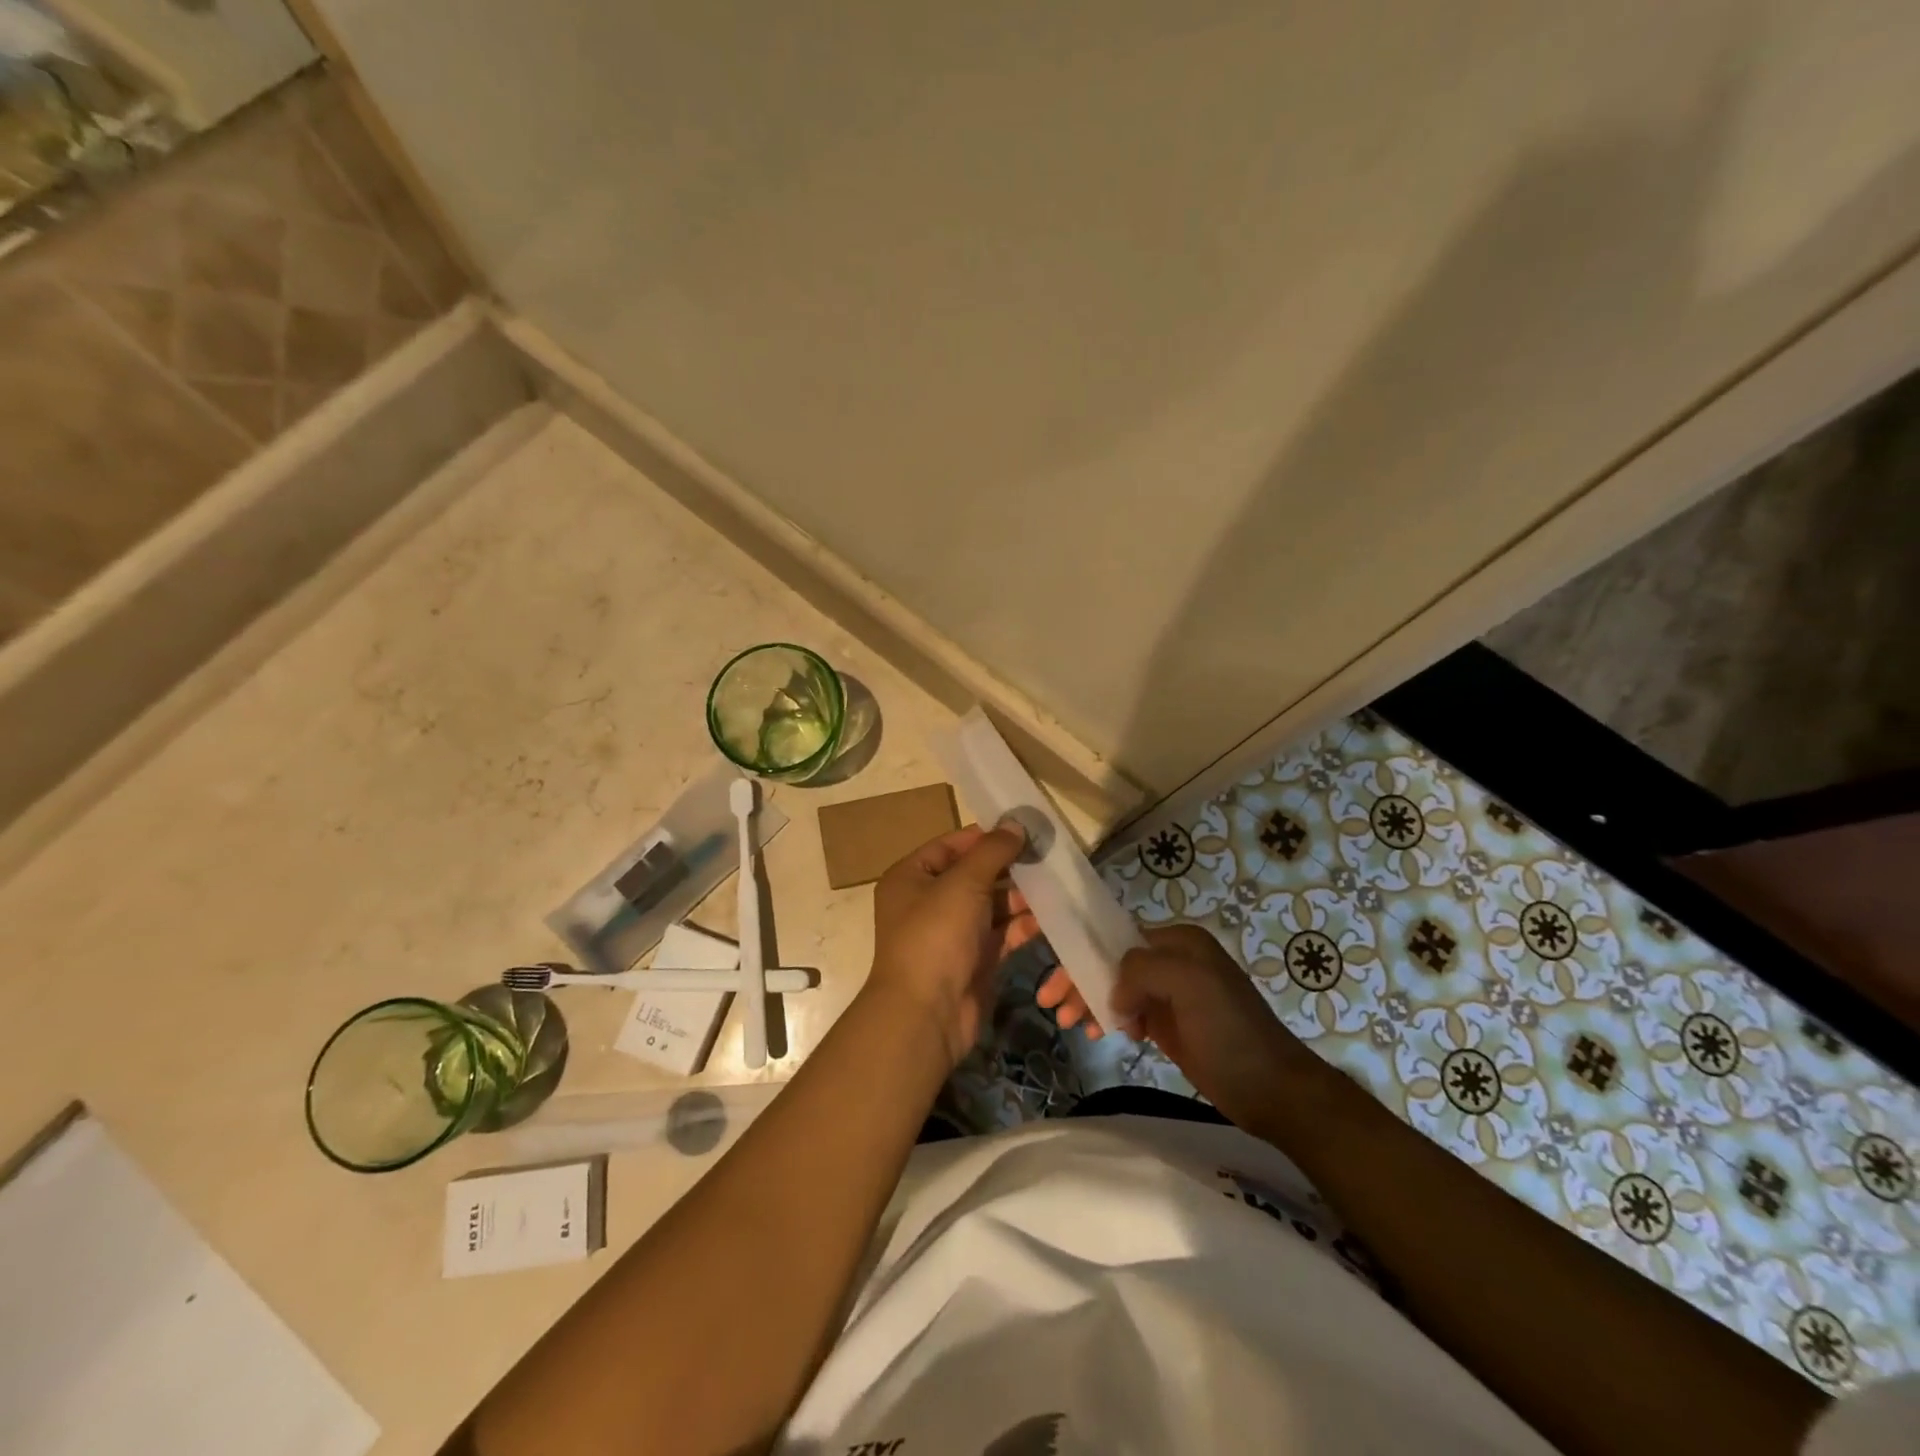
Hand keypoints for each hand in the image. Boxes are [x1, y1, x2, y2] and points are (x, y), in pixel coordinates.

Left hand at [865, 821, 1039, 1066]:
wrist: (927, 1014)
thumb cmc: (936, 936)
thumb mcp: (963, 883)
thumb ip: (992, 851)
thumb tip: (1016, 823)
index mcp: (912, 877)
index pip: (951, 845)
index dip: (985, 836)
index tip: (1024, 829)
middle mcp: (929, 901)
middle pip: (975, 874)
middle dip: (1010, 867)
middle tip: (1048, 856)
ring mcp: (952, 933)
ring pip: (992, 905)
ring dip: (1021, 896)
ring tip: (1056, 885)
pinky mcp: (975, 959)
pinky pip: (1002, 933)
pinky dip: (1023, 925)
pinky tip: (1050, 916)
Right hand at [1039, 924, 1296, 1127]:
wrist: (1271, 1089)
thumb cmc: (1230, 1031)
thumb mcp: (1189, 984)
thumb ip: (1142, 969)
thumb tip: (1116, 992)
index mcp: (1179, 940)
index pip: (1117, 937)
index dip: (1083, 954)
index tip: (1054, 979)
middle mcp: (1173, 960)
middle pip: (1112, 962)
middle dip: (1080, 979)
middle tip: (1051, 1004)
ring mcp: (1171, 992)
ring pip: (1116, 987)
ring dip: (1089, 1000)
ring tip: (1069, 1023)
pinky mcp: (1169, 1022)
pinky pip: (1128, 1010)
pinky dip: (1107, 1017)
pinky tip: (1096, 1031)